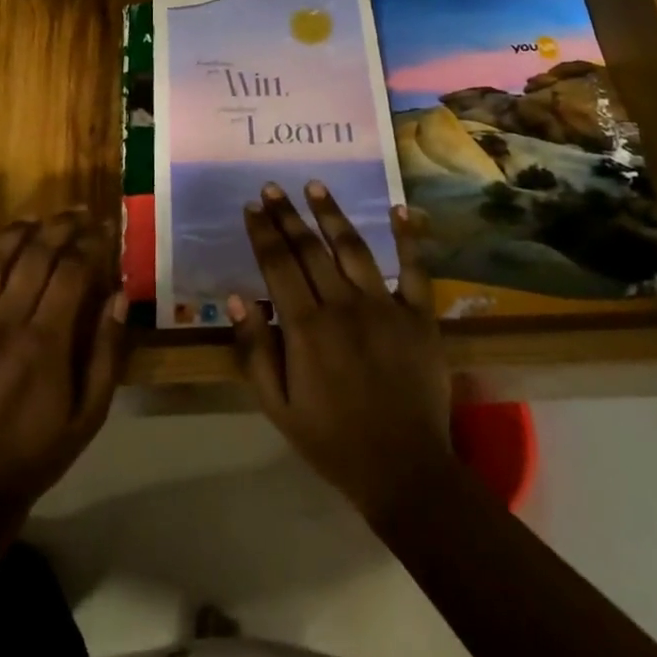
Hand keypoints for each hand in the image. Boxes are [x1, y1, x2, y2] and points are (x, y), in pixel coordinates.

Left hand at [0, 210, 127, 528]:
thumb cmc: (37, 454)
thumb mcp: (90, 414)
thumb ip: (107, 352)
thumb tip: (118, 293)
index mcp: (45, 342)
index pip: (71, 270)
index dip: (90, 242)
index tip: (103, 229)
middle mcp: (2, 324)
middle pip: (33, 255)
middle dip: (59, 226)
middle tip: (76, 214)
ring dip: (11, 233)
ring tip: (31, 219)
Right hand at [229, 182, 451, 524]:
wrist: (403, 470)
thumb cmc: (332, 439)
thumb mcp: (277, 405)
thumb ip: (254, 349)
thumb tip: (236, 297)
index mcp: (306, 327)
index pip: (277, 265)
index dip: (262, 233)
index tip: (251, 207)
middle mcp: (344, 306)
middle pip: (310, 249)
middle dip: (287, 215)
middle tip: (272, 187)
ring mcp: (385, 307)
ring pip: (353, 248)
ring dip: (332, 214)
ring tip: (315, 186)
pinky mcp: (420, 316)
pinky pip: (414, 269)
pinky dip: (408, 238)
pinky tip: (400, 208)